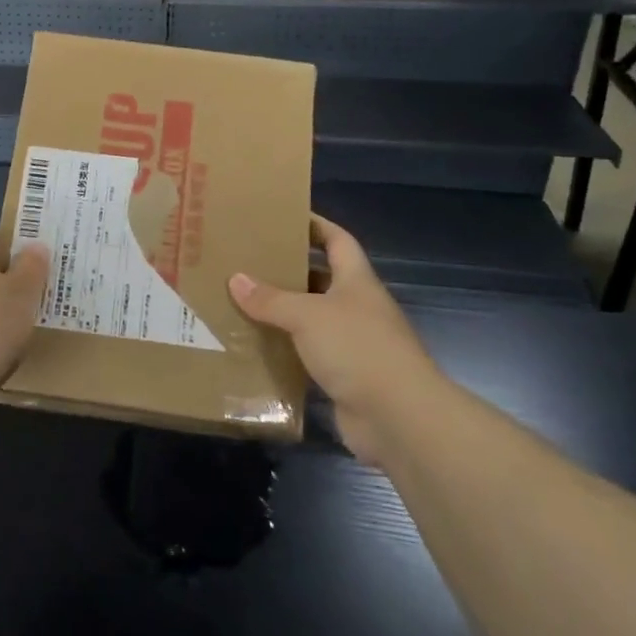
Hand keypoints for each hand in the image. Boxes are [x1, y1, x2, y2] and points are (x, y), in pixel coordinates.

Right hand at [229, 214, 432, 466]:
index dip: (316, 226)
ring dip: (284, 314)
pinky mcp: (345, 378)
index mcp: (356, 282)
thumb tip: (236, 279)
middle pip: (322, 280)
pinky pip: (309, 357)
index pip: (338, 241)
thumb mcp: (307, 315)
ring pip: (313, 321)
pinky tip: (257, 347)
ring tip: (244, 302)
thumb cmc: (357, 349)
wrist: (399, 418)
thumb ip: (271, 299)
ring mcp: (354, 345)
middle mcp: (357, 308)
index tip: (286, 216)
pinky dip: (287, 352)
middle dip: (290, 271)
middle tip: (249, 262)